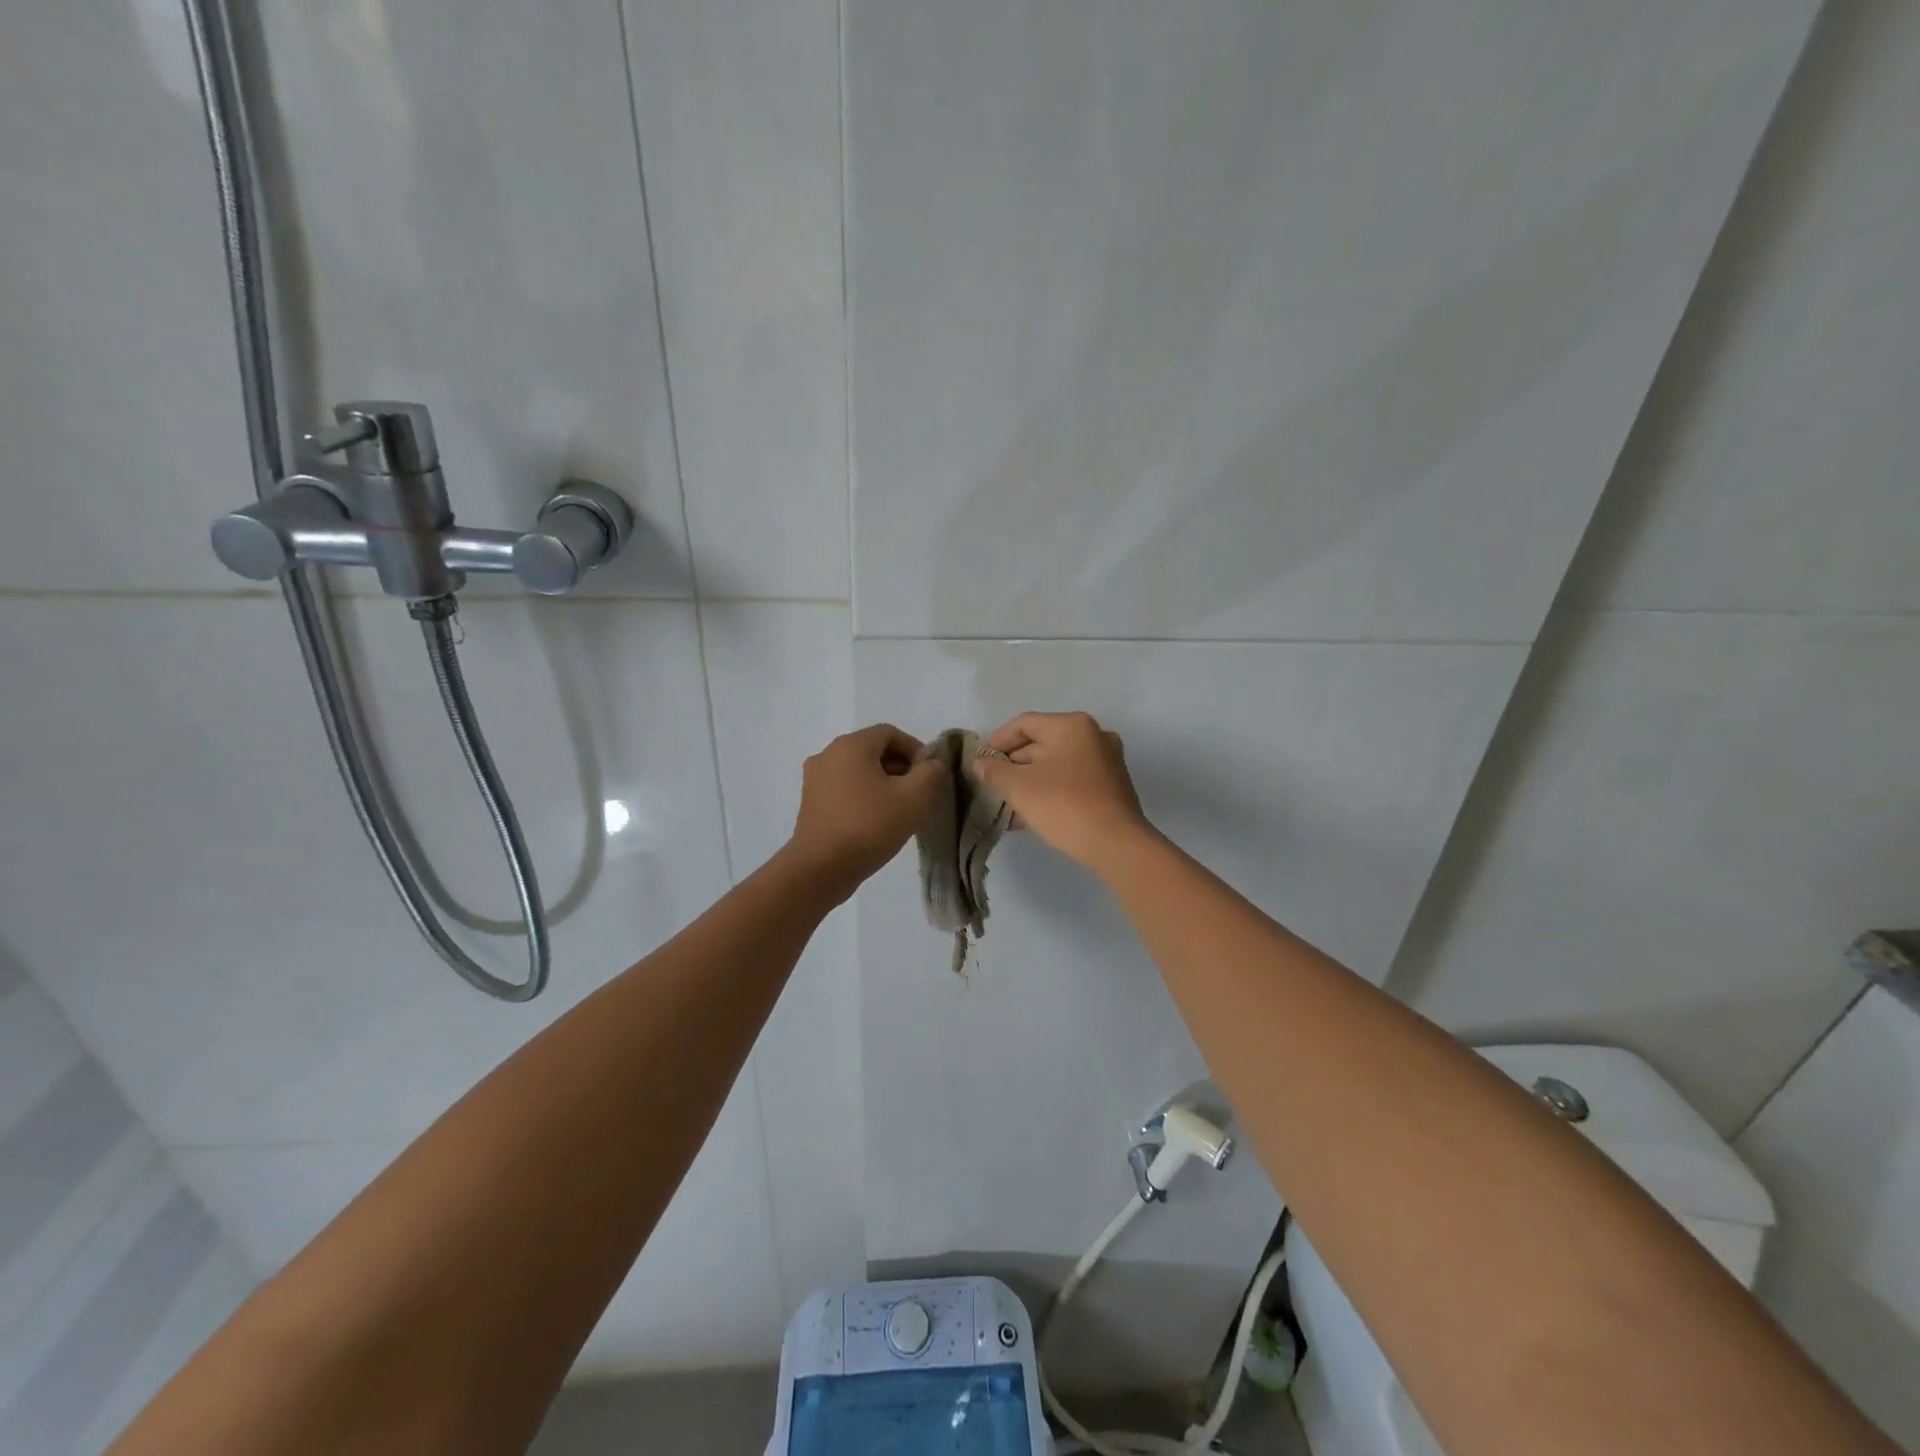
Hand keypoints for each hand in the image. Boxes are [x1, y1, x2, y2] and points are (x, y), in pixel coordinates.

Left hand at [786, 724, 944, 898]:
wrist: (820, 869)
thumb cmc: (869, 826)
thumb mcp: (914, 798)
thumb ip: (931, 773)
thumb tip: (934, 762)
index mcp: (851, 745)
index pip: (891, 733)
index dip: (915, 750)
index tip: (929, 776)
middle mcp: (828, 754)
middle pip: (873, 750)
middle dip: (900, 767)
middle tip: (918, 794)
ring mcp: (815, 778)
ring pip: (858, 770)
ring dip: (882, 783)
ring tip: (899, 810)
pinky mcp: (810, 802)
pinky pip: (843, 787)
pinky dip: (863, 795)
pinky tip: (876, 821)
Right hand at [973, 711, 1154, 870]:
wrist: (1115, 844)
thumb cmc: (1063, 805)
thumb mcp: (1019, 788)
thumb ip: (995, 771)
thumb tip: (980, 763)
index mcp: (1072, 726)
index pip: (1025, 724)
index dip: (998, 740)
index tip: (981, 761)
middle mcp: (1093, 735)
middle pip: (1042, 742)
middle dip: (1014, 764)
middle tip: (993, 784)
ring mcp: (1107, 760)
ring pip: (1057, 763)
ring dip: (1030, 780)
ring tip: (1007, 803)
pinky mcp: (1112, 785)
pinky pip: (1072, 779)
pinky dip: (1051, 789)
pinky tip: (1031, 813)